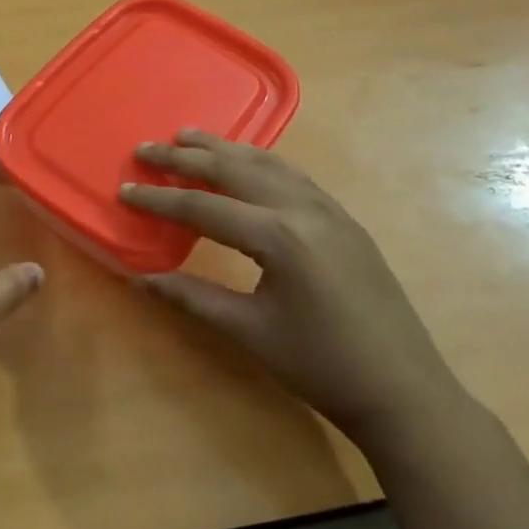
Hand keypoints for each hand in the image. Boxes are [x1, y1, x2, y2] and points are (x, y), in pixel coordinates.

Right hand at [120, 131, 463, 449]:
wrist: (404, 392)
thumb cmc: (321, 366)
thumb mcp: (250, 332)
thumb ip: (192, 297)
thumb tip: (139, 278)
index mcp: (279, 236)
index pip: (203, 206)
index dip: (159, 199)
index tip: (124, 189)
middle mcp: (303, 209)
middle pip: (234, 170)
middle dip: (186, 157)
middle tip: (147, 147)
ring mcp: (330, 210)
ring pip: (267, 164)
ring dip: (225, 149)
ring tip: (189, 136)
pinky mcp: (345, 220)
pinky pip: (294, 176)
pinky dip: (260, 161)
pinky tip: (248, 163)